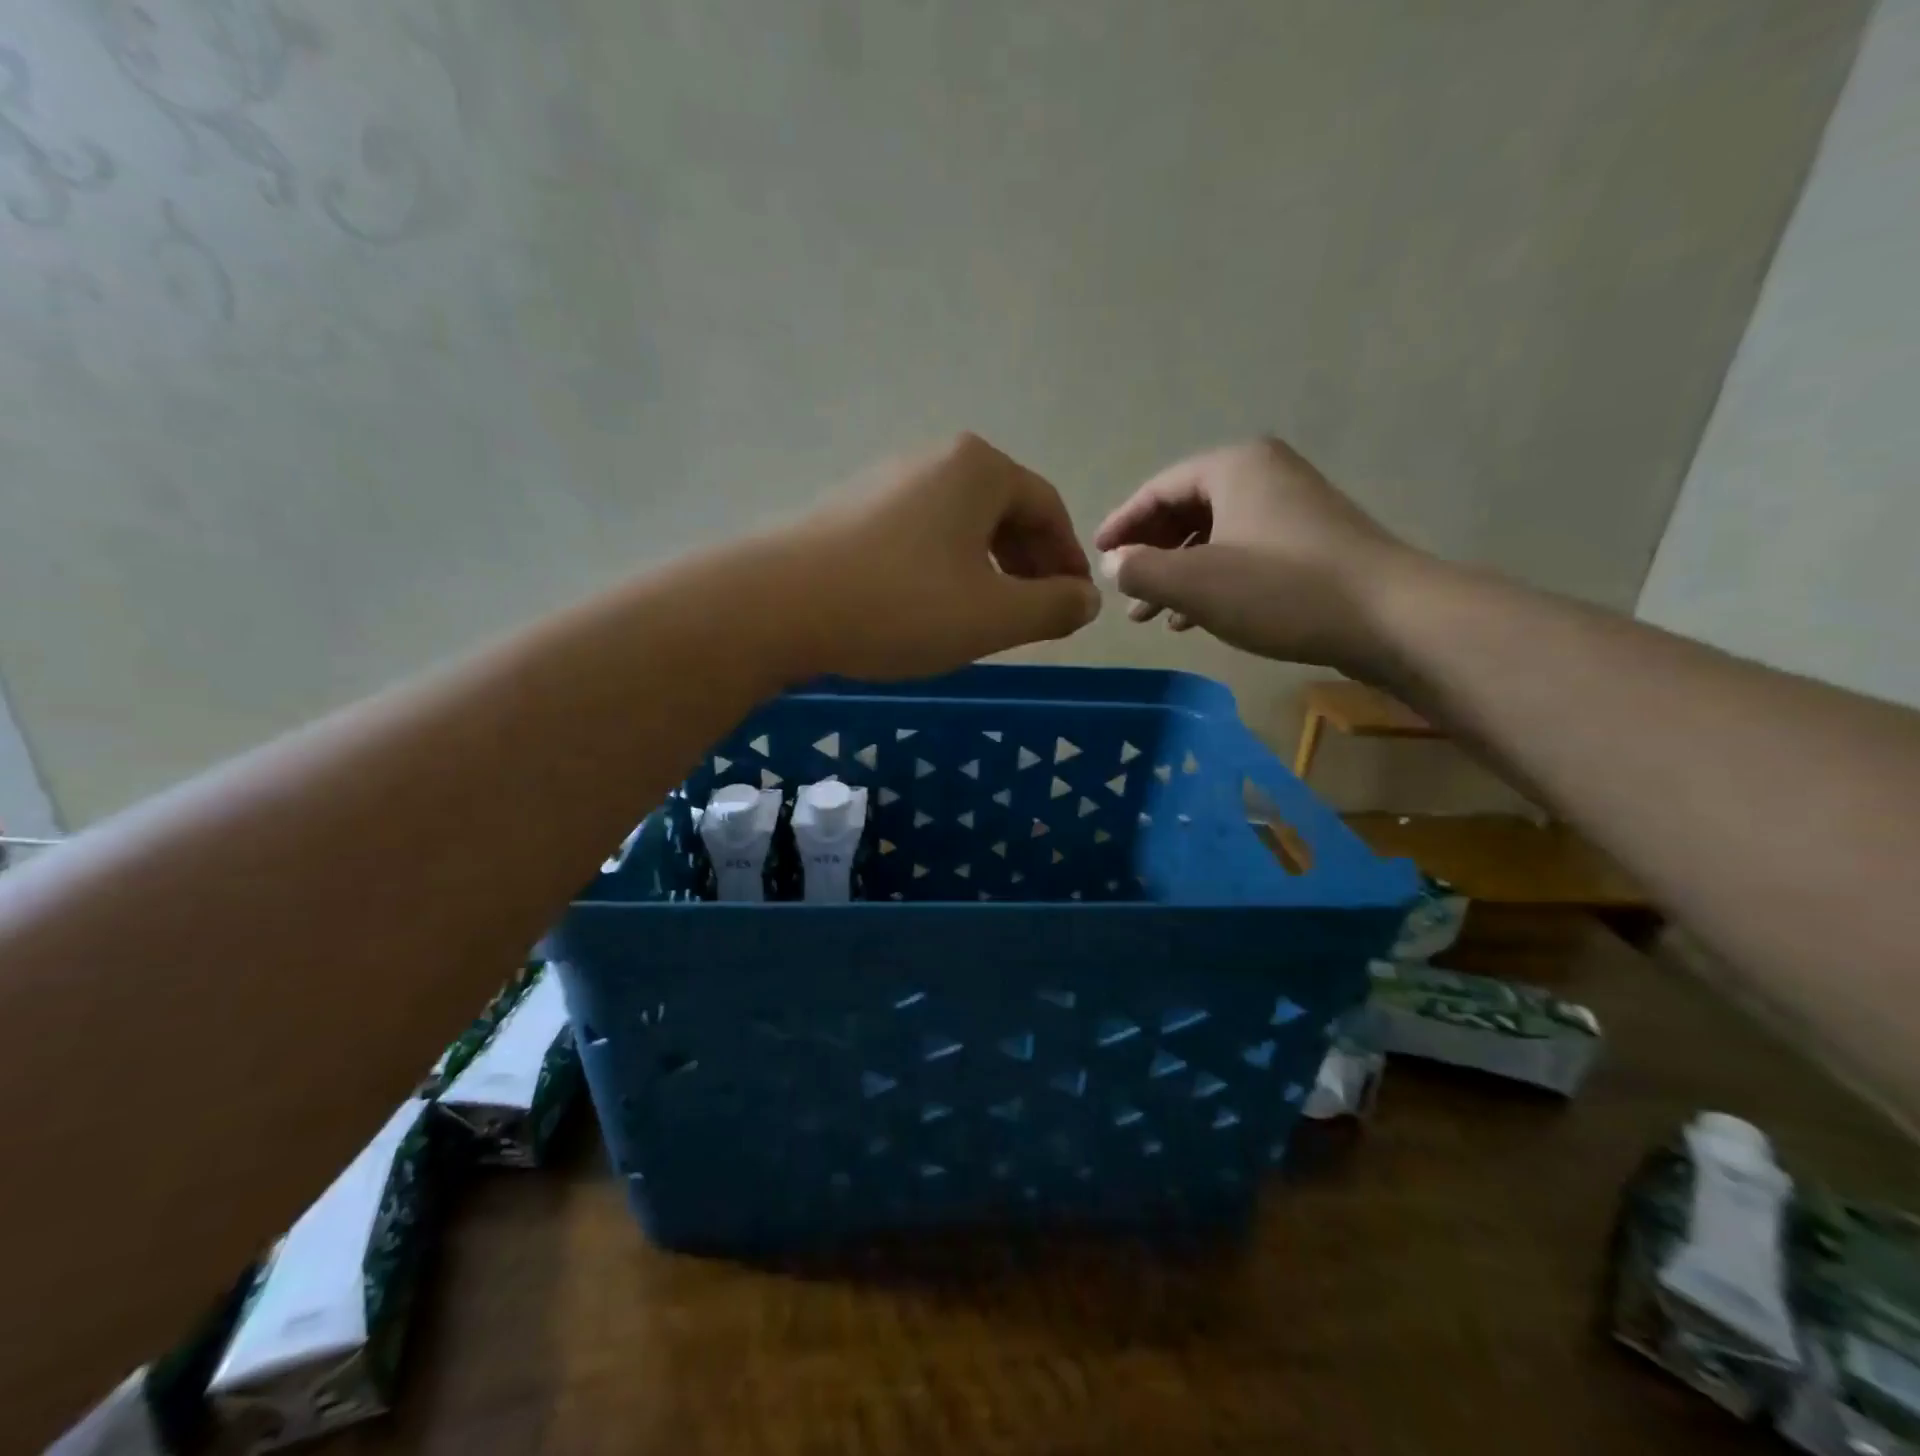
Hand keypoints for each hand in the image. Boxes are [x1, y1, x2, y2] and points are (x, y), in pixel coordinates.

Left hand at [784, 433, 1101, 680]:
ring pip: (958, 527)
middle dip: (1026, 565)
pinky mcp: (849, 512)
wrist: (778, 607)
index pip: (1047, 509)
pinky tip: (928, 608)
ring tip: (983, 617)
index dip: (1066, 560)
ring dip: (984, 569)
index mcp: (978, 469)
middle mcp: (932, 460)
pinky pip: (917, 537)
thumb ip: (1053, 607)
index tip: (1072, 605)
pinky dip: (941, 569)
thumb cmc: (902, 605)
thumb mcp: (994, 616)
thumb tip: (1086, 599)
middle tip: (1033, 614)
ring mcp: (884, 482)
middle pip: (1002, 512)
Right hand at [1094, 437, 1414, 674]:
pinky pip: (1241, 552)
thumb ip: (1140, 570)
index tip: (1095, 557)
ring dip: (1177, 574)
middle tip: (1123, 592)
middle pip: (1185, 510)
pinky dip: (1211, 580)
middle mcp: (1262, 474)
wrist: (1388, 617)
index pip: (1158, 489)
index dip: (1121, 524)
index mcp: (1233, 467)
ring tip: (1150, 616)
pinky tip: (1193, 618)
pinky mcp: (1309, 541)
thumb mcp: (1195, 583)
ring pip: (1213, 537)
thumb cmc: (1281, 590)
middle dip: (1149, 554)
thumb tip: (1112, 564)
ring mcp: (1290, 507)